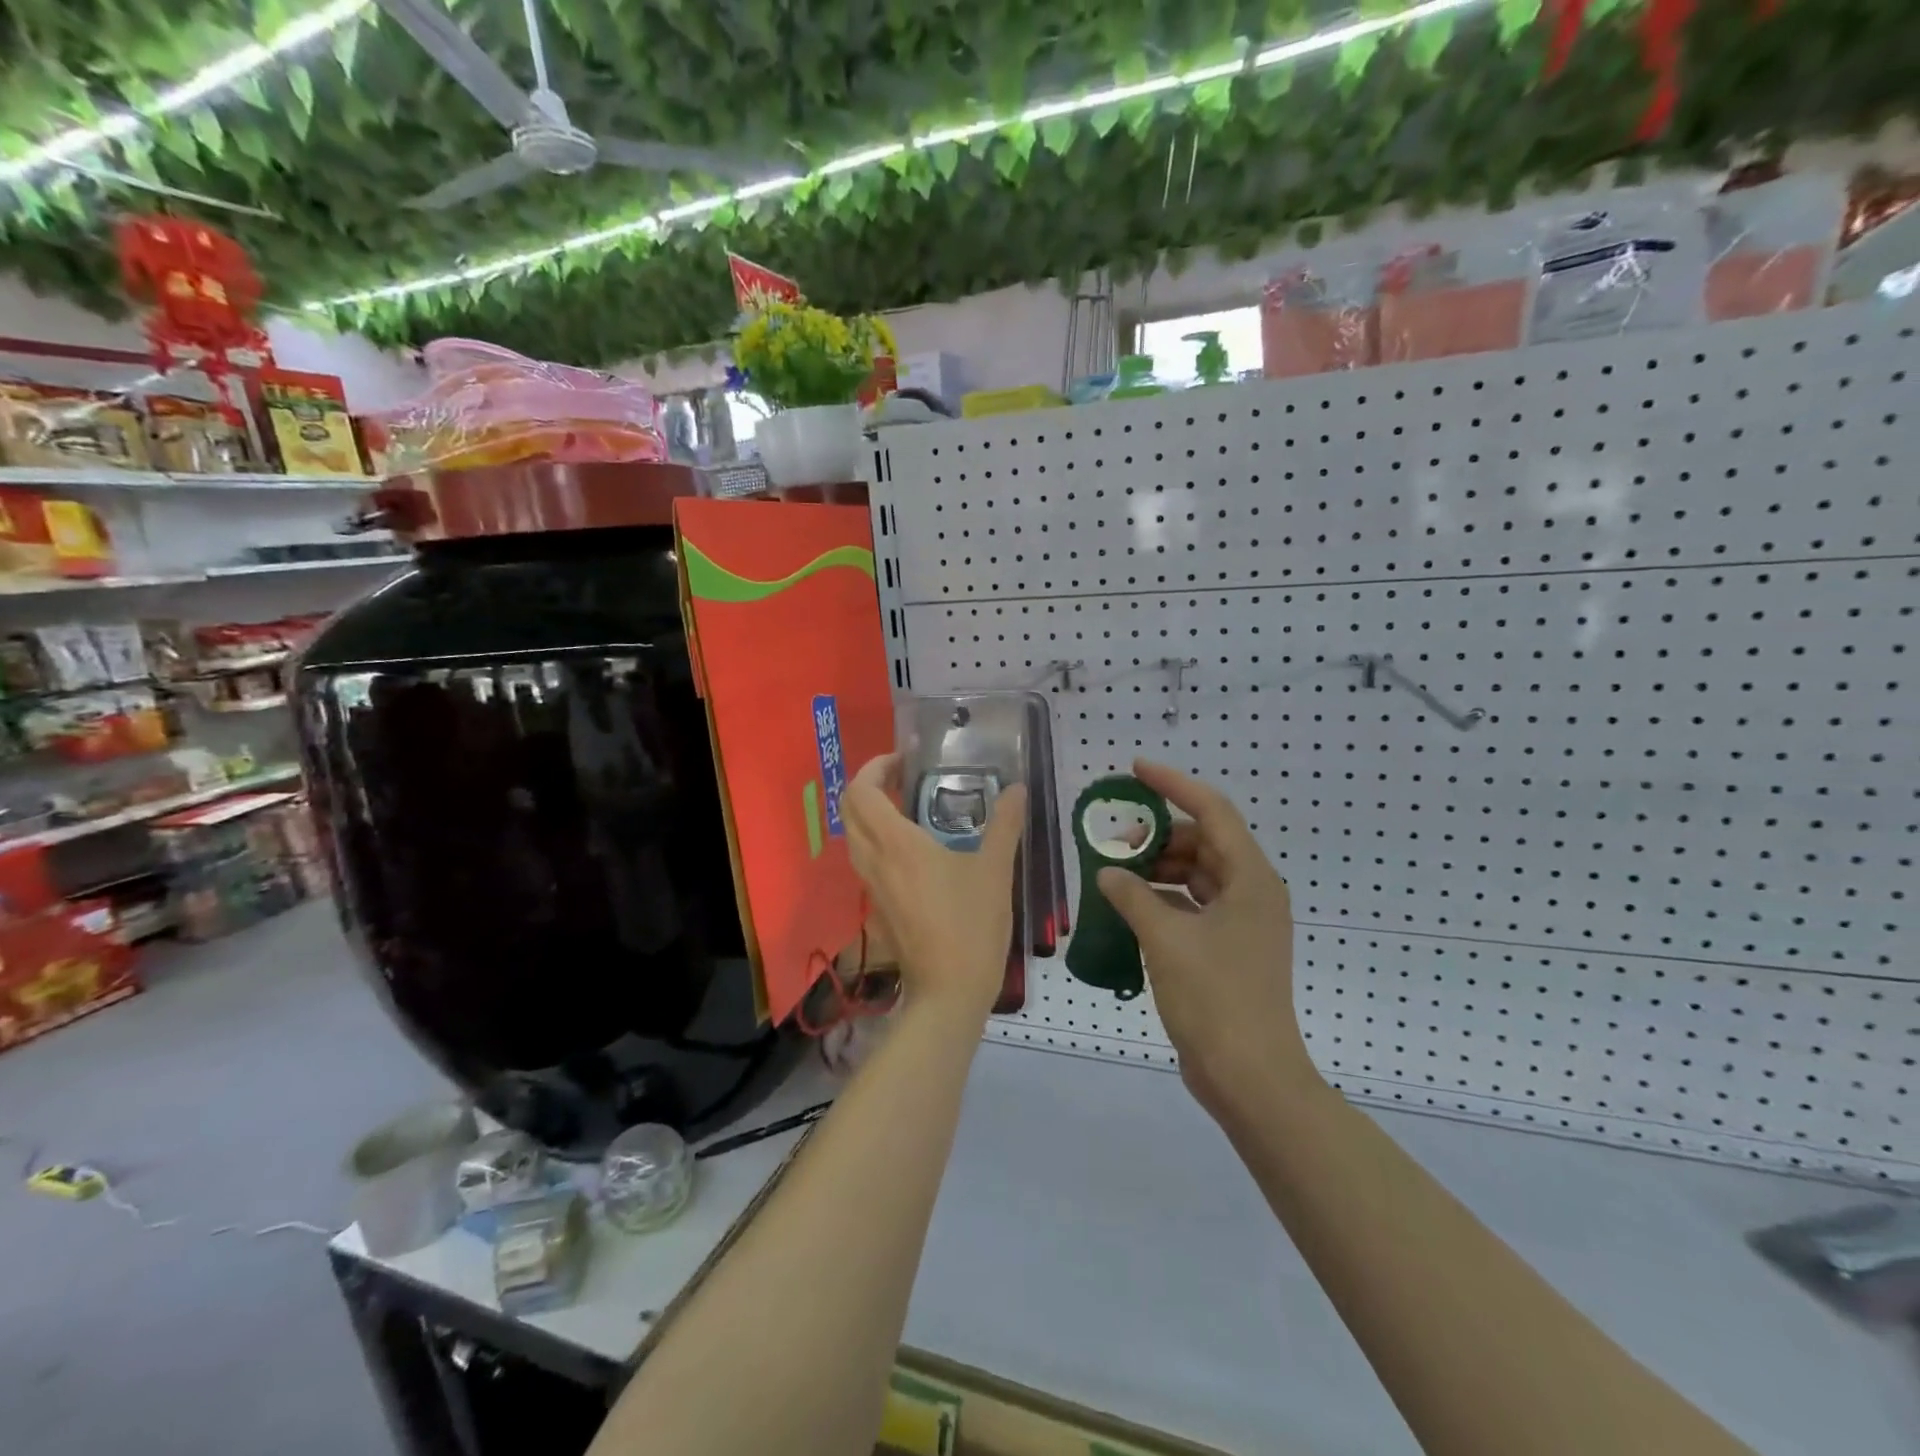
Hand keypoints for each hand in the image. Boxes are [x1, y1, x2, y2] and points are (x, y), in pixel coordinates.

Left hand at [843, 753, 1026, 1018]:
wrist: (949, 992)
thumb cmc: (971, 926)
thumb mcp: (995, 871)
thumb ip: (1005, 824)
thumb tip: (1017, 789)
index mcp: (896, 844)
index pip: (861, 792)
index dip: (875, 767)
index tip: (904, 760)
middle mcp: (874, 861)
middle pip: (850, 810)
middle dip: (870, 785)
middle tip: (905, 778)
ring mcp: (872, 887)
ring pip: (855, 837)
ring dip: (871, 813)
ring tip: (910, 807)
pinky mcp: (878, 908)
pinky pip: (866, 861)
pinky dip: (878, 841)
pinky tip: (915, 849)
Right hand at [1094, 759, 1315, 1116]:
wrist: (1250, 1077)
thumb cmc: (1214, 998)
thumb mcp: (1166, 939)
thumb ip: (1133, 896)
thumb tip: (1109, 872)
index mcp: (1250, 879)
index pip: (1213, 811)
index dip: (1174, 784)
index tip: (1136, 770)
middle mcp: (1252, 892)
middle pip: (1204, 842)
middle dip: (1159, 834)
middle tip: (1115, 837)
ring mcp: (1242, 923)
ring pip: (1197, 874)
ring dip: (1159, 868)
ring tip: (1117, 870)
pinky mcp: (1229, 948)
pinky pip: (1193, 905)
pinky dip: (1163, 899)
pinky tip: (1130, 906)